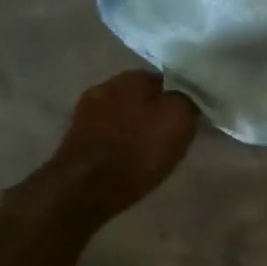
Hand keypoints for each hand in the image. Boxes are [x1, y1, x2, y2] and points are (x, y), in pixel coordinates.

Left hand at [12, 70, 199, 221]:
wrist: (86, 187)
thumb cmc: (140, 149)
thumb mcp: (180, 120)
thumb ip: (186, 100)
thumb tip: (185, 95)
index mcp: (132, 78)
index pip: (164, 79)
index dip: (179, 96)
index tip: (190, 114)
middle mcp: (105, 87)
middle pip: (141, 96)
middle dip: (155, 110)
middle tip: (173, 132)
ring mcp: (86, 112)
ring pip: (123, 114)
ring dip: (136, 127)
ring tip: (153, 148)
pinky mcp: (76, 138)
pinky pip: (109, 133)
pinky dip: (121, 142)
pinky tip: (131, 157)